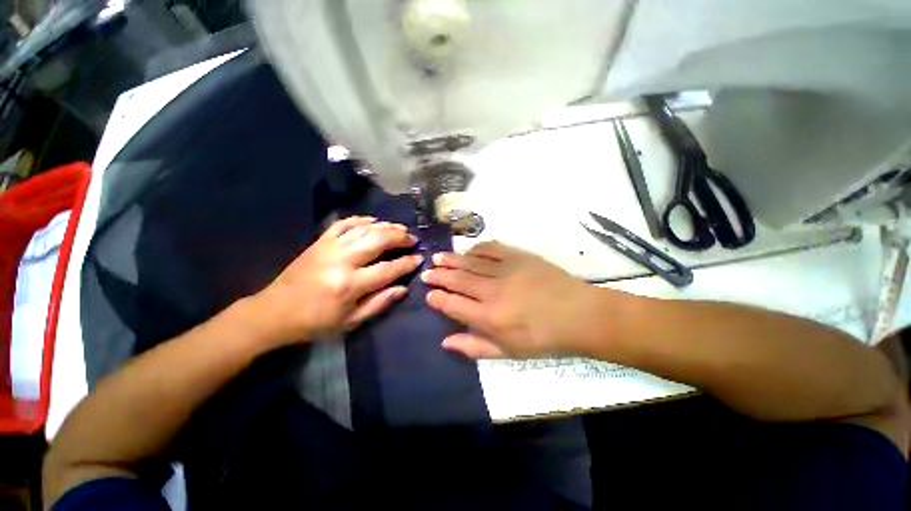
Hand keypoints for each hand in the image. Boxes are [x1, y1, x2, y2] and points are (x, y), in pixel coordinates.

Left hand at [253, 216, 422, 344]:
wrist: (274, 312)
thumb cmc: (316, 322)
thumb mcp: (351, 321)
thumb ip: (380, 303)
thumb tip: (403, 288)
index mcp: (350, 285)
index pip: (388, 269)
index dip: (407, 263)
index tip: (419, 258)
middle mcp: (342, 261)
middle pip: (378, 240)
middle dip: (400, 237)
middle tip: (412, 238)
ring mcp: (329, 247)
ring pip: (364, 228)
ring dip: (385, 226)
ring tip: (400, 228)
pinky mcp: (319, 241)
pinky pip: (343, 223)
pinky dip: (361, 219)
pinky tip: (373, 221)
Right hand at [422, 241, 600, 358]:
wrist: (580, 314)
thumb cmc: (544, 339)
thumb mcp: (509, 352)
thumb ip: (475, 346)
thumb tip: (446, 341)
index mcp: (489, 318)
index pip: (453, 305)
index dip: (437, 299)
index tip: (429, 294)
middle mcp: (492, 291)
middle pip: (458, 280)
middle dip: (439, 276)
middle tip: (427, 271)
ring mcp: (505, 270)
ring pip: (470, 262)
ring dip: (452, 260)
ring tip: (438, 257)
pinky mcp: (518, 256)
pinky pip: (491, 249)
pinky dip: (477, 249)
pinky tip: (469, 251)